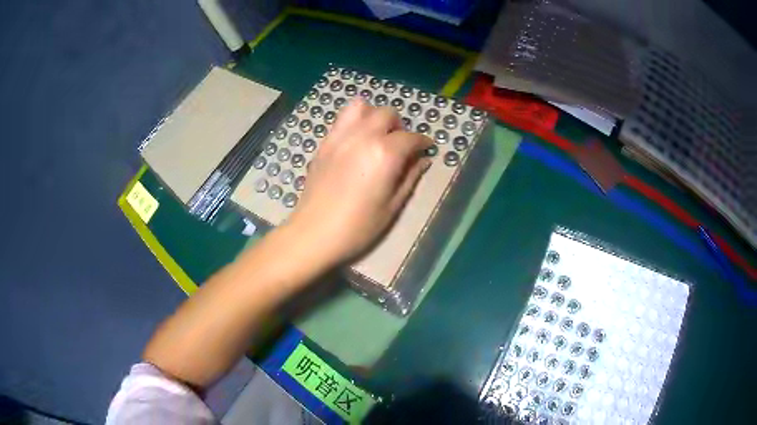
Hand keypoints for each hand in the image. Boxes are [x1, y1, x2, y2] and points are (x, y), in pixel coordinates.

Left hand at [286, 98, 432, 267]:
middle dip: (399, 126)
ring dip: (374, 116)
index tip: (426, 148)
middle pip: (387, 113)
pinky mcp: (325, 142)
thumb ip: (410, 177)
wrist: (314, 233)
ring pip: (361, 107)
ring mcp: (340, 136)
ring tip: (377, 136)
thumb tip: (423, 160)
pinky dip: (355, 121)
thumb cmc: (358, 227)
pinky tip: (357, 141)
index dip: (423, 142)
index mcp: (384, 154)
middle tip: (400, 145)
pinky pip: (342, 118)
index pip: (411, 137)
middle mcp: (363, 136)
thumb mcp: (392, 206)